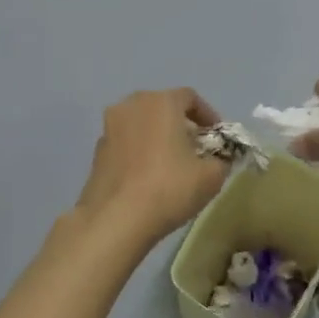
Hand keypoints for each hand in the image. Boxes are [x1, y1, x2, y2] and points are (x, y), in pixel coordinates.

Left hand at [74, 89, 230, 244]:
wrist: (116, 219)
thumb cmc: (169, 188)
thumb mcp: (212, 176)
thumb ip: (221, 159)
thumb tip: (218, 159)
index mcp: (161, 102)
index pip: (190, 97)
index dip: (208, 115)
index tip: (217, 137)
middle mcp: (132, 105)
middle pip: (163, 107)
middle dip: (182, 124)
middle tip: (196, 149)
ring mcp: (109, 127)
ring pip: (142, 124)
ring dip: (158, 137)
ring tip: (172, 163)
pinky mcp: (97, 151)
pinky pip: (126, 142)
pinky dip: (140, 151)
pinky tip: (148, 176)